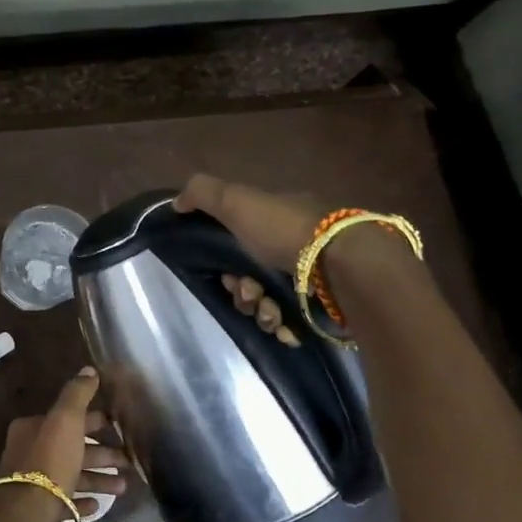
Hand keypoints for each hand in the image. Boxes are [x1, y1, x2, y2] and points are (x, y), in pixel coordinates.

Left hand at [0, 368, 129, 521]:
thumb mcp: (66, 420)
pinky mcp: (38, 512)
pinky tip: (97, 505)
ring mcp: (32, 485)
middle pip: (72, 449)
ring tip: (123, 487)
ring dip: (98, 479)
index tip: (118, 429)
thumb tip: (89, 370)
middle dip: (101, 454)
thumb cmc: (50, 461)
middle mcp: (29, 454)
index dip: (94, 422)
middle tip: (128, 462)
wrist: (28, 514)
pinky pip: (65, 503)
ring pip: (71, 476)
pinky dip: (82, 501)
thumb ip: (77, 394)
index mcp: (31, 429)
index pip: (67, 420)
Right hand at [176, 174, 324, 344]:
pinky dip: (284, 326)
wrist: (344, 264)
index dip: (223, 264)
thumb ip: (204, 194)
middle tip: (248, 293)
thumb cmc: (285, 230)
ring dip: (261, 312)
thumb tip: (177, 201)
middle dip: (241, 292)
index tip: (225, 274)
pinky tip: (286, 327)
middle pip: (250, 279)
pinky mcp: (324, 307)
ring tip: (271, 313)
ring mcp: (311, 280)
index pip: (237, 245)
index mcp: (274, 222)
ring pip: (268, 304)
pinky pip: (292, 322)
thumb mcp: (238, 200)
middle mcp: (293, 248)